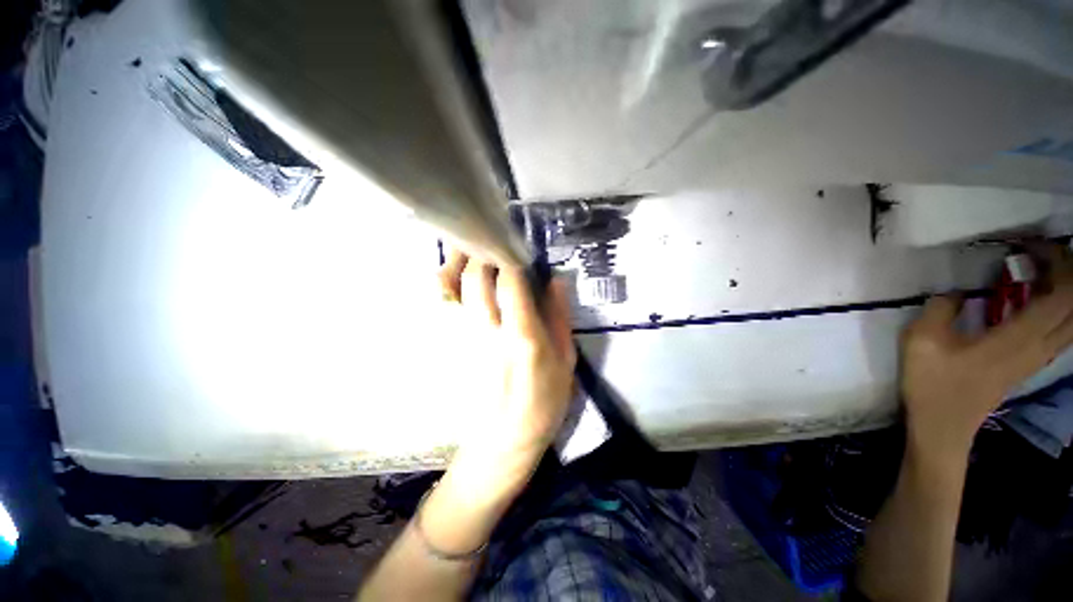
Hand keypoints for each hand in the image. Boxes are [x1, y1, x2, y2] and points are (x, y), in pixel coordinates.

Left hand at [439, 249, 576, 454]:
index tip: (516, 249)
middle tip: (491, 243)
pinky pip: (437, 306)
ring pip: (447, 287)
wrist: (502, 441)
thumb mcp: (566, 362)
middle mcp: (487, 332)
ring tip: (468, 250)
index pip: (510, 280)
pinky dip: (442, 284)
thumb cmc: (543, 403)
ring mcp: (461, 339)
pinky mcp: (447, 347)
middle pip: (474, 277)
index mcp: (522, 336)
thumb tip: (554, 280)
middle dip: (481, 252)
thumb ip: (560, 317)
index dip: (510, 257)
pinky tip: (454, 277)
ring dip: (456, 262)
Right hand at [900, 245, 1072, 457]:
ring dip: (1064, 289)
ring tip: (1039, 270)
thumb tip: (954, 291)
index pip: (1063, 292)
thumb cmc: (932, 383)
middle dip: (1066, 271)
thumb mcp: (922, 340)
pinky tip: (1036, 299)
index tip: (1028, 245)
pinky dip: (1059, 307)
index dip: (1058, 261)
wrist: (942, 426)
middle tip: (1038, 253)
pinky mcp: (1031, 363)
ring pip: (1072, 318)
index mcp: (1020, 337)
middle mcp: (1040, 345)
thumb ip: (940, 308)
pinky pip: (1061, 329)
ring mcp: (1038, 356)